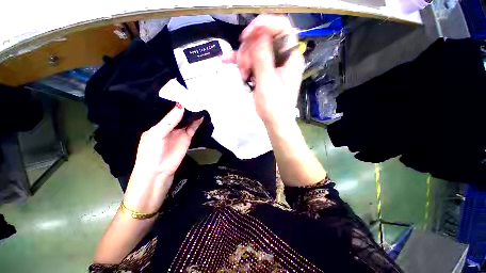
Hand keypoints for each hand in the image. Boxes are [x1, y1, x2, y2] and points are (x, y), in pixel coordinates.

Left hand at [123, 103, 202, 213]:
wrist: (158, 171)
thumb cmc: (151, 151)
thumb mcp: (157, 133)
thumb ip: (170, 120)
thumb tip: (181, 105)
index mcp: (158, 124)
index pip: (167, 110)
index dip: (174, 102)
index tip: (182, 92)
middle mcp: (169, 126)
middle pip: (179, 114)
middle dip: (185, 106)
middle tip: (194, 95)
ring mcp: (179, 132)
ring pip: (187, 120)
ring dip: (192, 113)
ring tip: (199, 102)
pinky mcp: (187, 137)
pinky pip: (193, 127)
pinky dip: (197, 121)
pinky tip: (201, 114)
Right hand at [226, 15, 303, 126]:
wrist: (275, 122)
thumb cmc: (274, 107)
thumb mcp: (267, 83)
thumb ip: (263, 58)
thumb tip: (259, 33)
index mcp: (290, 58)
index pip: (282, 28)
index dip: (264, 25)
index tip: (247, 35)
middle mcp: (283, 58)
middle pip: (264, 38)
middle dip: (249, 49)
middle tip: (243, 67)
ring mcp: (273, 65)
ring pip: (255, 49)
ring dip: (244, 59)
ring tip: (242, 76)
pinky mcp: (265, 72)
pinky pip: (252, 61)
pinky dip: (242, 63)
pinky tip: (229, 62)